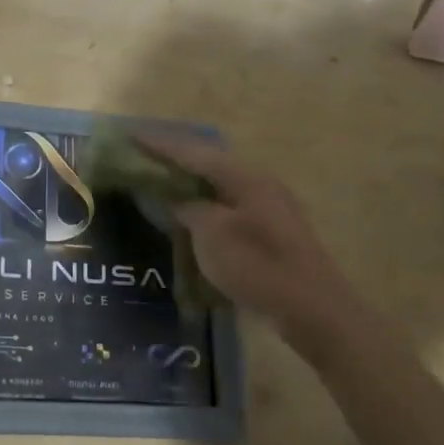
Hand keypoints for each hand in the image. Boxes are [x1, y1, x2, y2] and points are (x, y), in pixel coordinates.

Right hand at [138, 134, 355, 334]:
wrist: (313, 310)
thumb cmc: (259, 266)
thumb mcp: (213, 234)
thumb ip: (189, 209)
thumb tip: (176, 199)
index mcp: (244, 176)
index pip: (193, 152)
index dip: (159, 144)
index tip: (130, 134)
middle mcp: (259, 183)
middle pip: (208, 162)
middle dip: (175, 158)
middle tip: (143, 156)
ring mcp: (269, 207)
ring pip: (219, 185)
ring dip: (190, 182)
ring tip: (161, 181)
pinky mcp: (272, 231)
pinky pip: (228, 205)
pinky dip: (205, 204)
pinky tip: (191, 214)